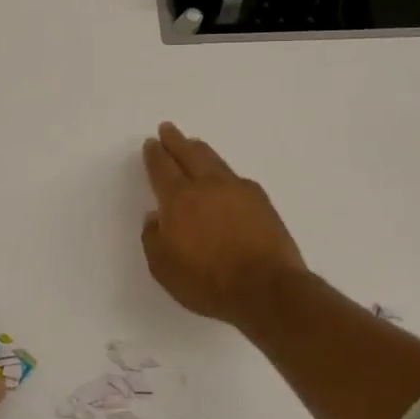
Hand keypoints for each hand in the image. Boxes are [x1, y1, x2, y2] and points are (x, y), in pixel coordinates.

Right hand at [141, 122, 307, 328]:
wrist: (268, 290)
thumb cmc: (208, 282)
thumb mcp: (164, 268)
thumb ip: (154, 238)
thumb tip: (155, 218)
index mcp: (179, 199)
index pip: (162, 168)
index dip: (155, 154)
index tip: (151, 143)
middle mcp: (208, 186)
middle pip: (190, 154)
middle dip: (177, 141)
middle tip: (169, 129)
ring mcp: (239, 191)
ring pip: (216, 161)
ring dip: (201, 151)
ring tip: (195, 145)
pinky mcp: (263, 203)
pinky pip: (237, 179)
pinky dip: (225, 174)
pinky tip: (225, 180)